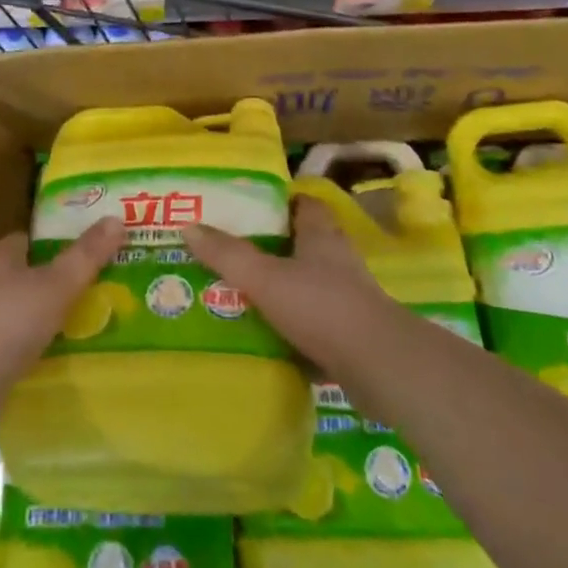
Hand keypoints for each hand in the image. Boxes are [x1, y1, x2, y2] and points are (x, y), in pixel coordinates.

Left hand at [0, 216, 124, 421]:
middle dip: (39, 281)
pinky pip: (0, 348)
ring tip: (64, 328)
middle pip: (12, 276)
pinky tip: (40, 362)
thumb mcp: (57, 284)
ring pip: (5, 313)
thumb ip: (86, 255)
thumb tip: (116, 218)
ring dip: (29, 319)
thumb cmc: (9, 321)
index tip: (69, 247)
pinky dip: (19, 351)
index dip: (43, 242)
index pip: (20, 241)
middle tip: (75, 290)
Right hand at [183, 198, 405, 376]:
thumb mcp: (265, 277)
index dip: (280, 203)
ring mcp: (349, 298)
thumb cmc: (321, 306)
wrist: (379, 365)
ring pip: (310, 285)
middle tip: (235, 255)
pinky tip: (269, 339)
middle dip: (274, 249)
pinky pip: (316, 323)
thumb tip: (188, 227)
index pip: (304, 204)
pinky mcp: (351, 334)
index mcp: (321, 235)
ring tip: (244, 297)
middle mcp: (338, 260)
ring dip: (284, 290)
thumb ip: (227, 254)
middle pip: (304, 245)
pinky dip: (295, 328)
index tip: (249, 209)